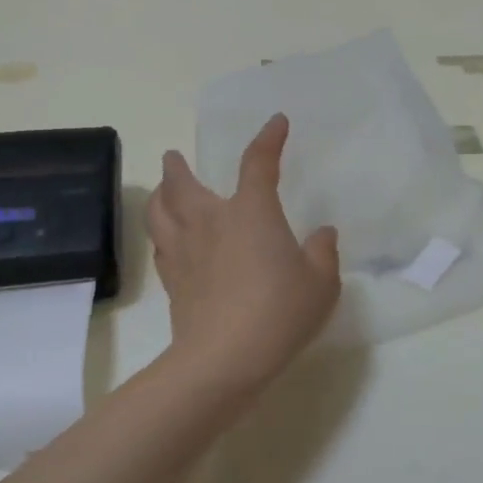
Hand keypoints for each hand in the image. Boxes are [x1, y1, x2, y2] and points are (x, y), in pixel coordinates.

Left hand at [147, 114, 340, 397]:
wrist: (224, 359)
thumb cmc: (279, 312)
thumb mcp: (321, 283)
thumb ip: (323, 252)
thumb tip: (323, 233)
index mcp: (251, 212)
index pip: (258, 163)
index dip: (268, 139)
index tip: (277, 123)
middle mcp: (211, 221)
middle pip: (183, 184)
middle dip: (178, 167)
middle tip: (173, 157)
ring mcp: (186, 250)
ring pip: (160, 211)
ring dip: (159, 194)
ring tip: (162, 189)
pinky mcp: (173, 280)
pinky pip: (160, 244)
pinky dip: (162, 231)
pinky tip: (169, 237)